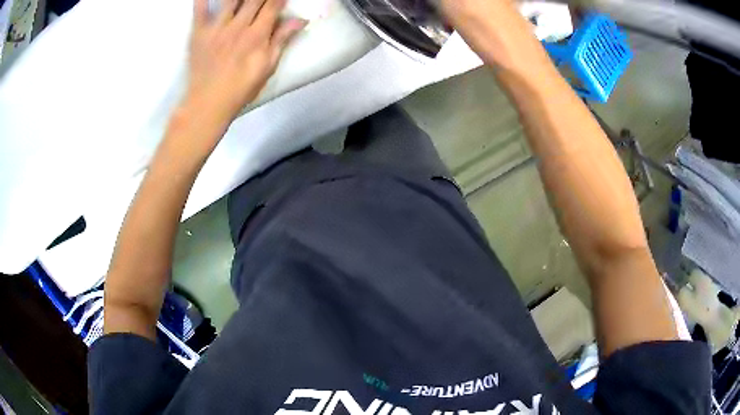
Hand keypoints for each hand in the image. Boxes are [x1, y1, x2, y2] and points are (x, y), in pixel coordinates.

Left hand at [184, 0, 305, 125]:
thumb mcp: (267, 67)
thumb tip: (301, 19)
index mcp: (257, 35)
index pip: (272, 5)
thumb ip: (282, 40)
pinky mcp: (198, 33)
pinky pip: (199, 10)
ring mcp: (216, 28)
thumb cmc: (241, 88)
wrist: (208, 103)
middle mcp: (238, 26)